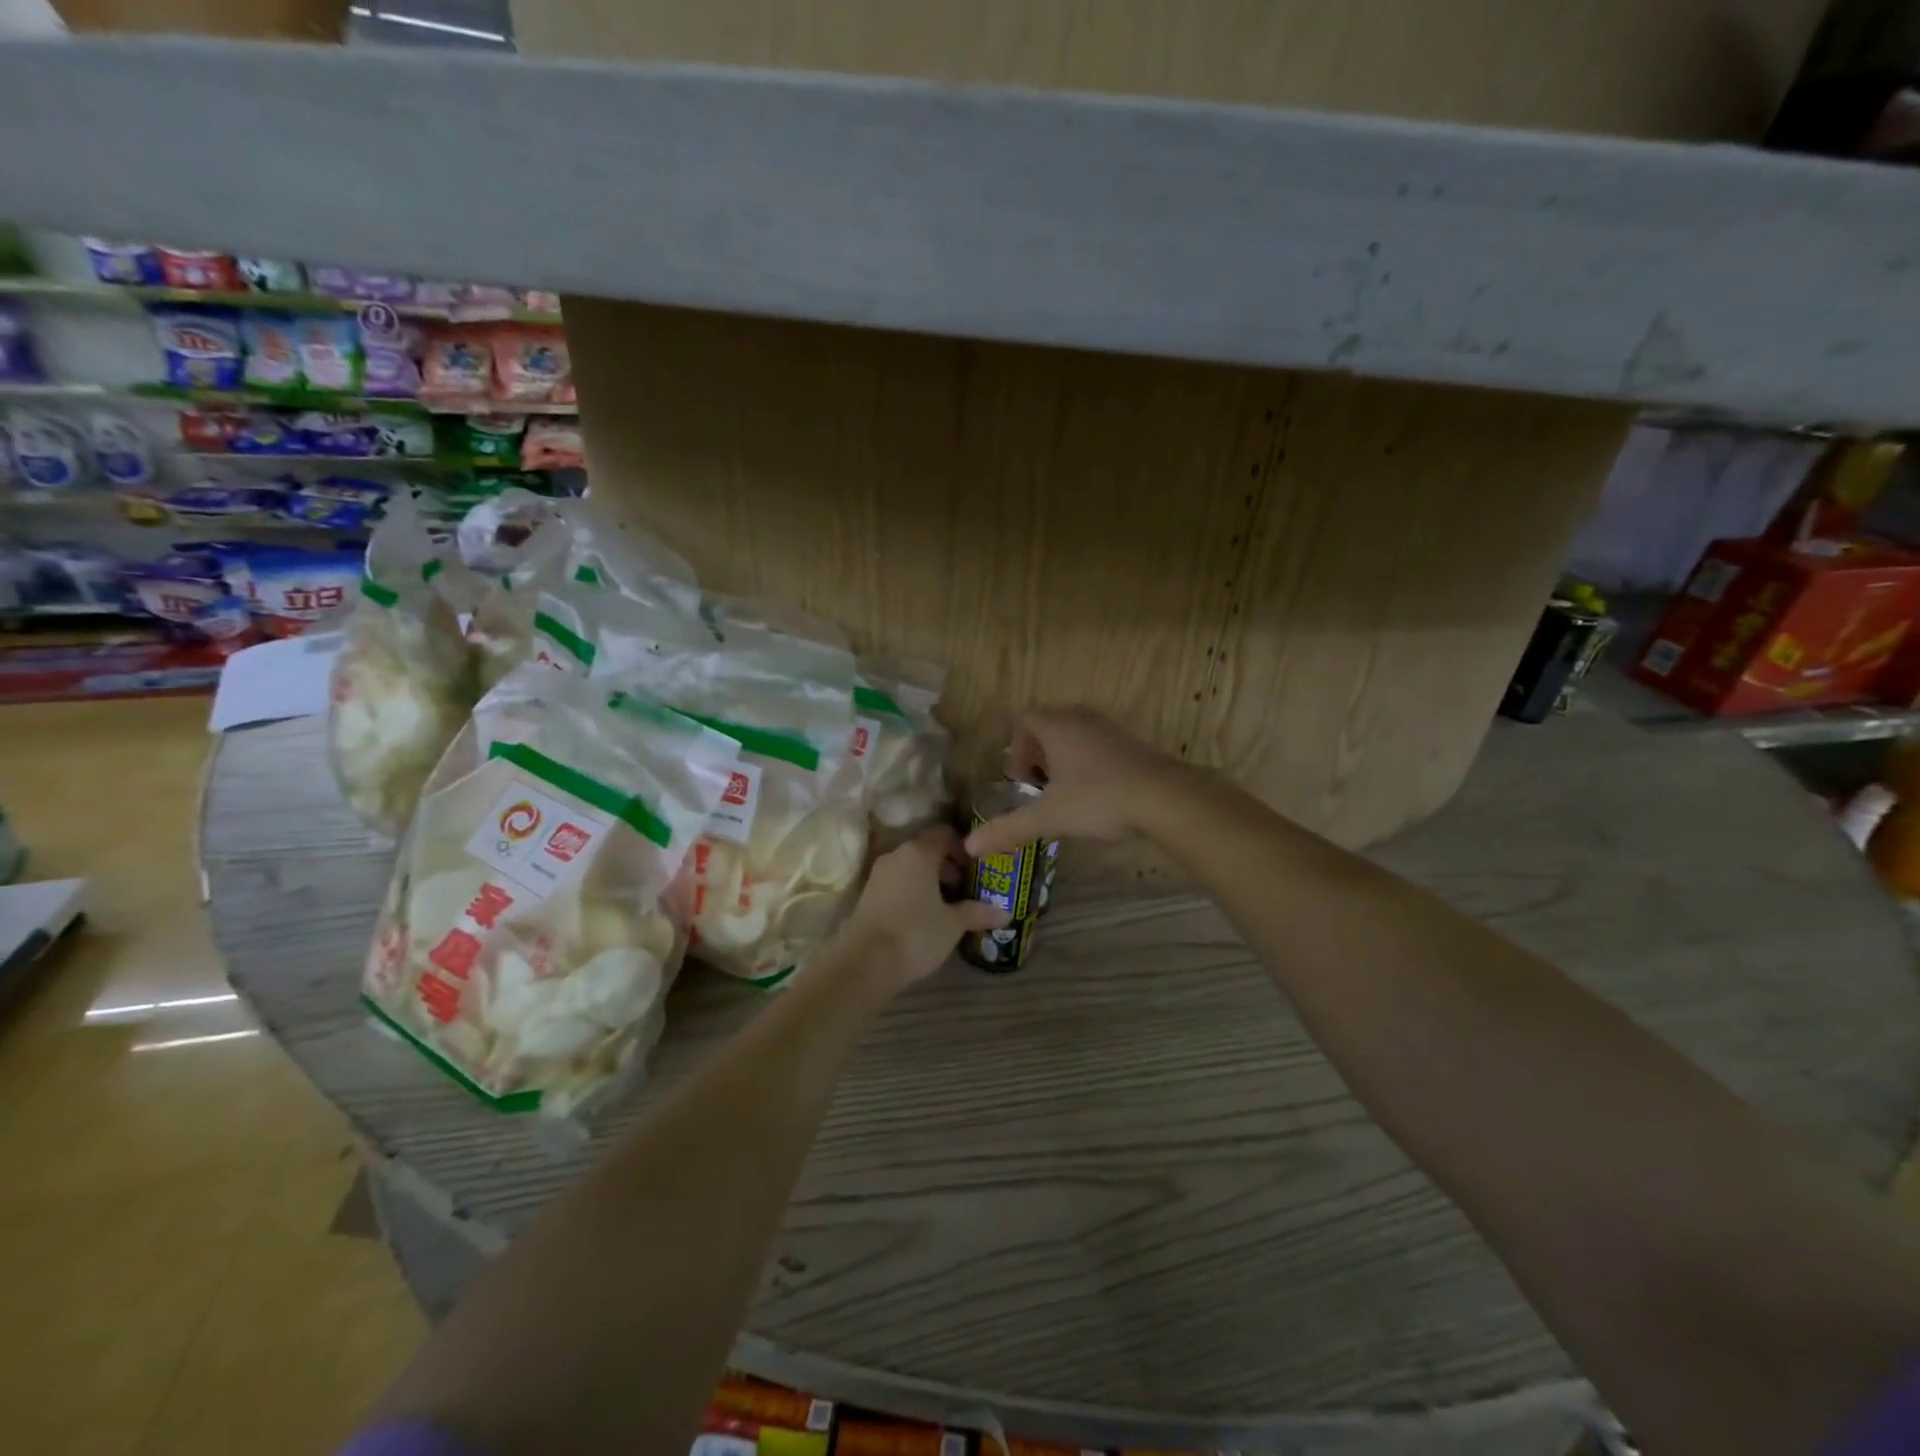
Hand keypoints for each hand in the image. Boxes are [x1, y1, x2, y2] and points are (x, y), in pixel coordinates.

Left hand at [837, 827, 1006, 992]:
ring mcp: (878, 875)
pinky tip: (925, 918)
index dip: (963, 849)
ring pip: (911, 869)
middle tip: (967, 889)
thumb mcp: (953, 924)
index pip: (944, 834)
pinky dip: (913, 893)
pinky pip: (897, 885)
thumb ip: (977, 912)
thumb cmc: (915, 933)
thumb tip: (1005, 912)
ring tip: (949, 907)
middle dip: (948, 867)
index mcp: (918, 852)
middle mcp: (896, 856)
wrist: (864, 963)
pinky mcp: (867, 895)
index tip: (977, 869)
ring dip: (930, 882)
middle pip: (927, 851)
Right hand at [965, 707, 1186, 857]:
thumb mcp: (1049, 816)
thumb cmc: (1098, 798)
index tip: (1021, 781)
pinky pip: (1099, 745)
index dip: (1016, 749)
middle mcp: (1081, 718)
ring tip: (1066, 794)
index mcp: (1056, 726)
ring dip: (1064, 760)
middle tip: (1039, 788)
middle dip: (1039, 755)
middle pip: (1049, 726)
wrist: (1164, 797)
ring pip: (1076, 735)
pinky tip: (1097, 795)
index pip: (1025, 721)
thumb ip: (1009, 829)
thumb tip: (969, 847)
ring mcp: (1110, 728)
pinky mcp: (1132, 743)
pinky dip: (1089, 764)